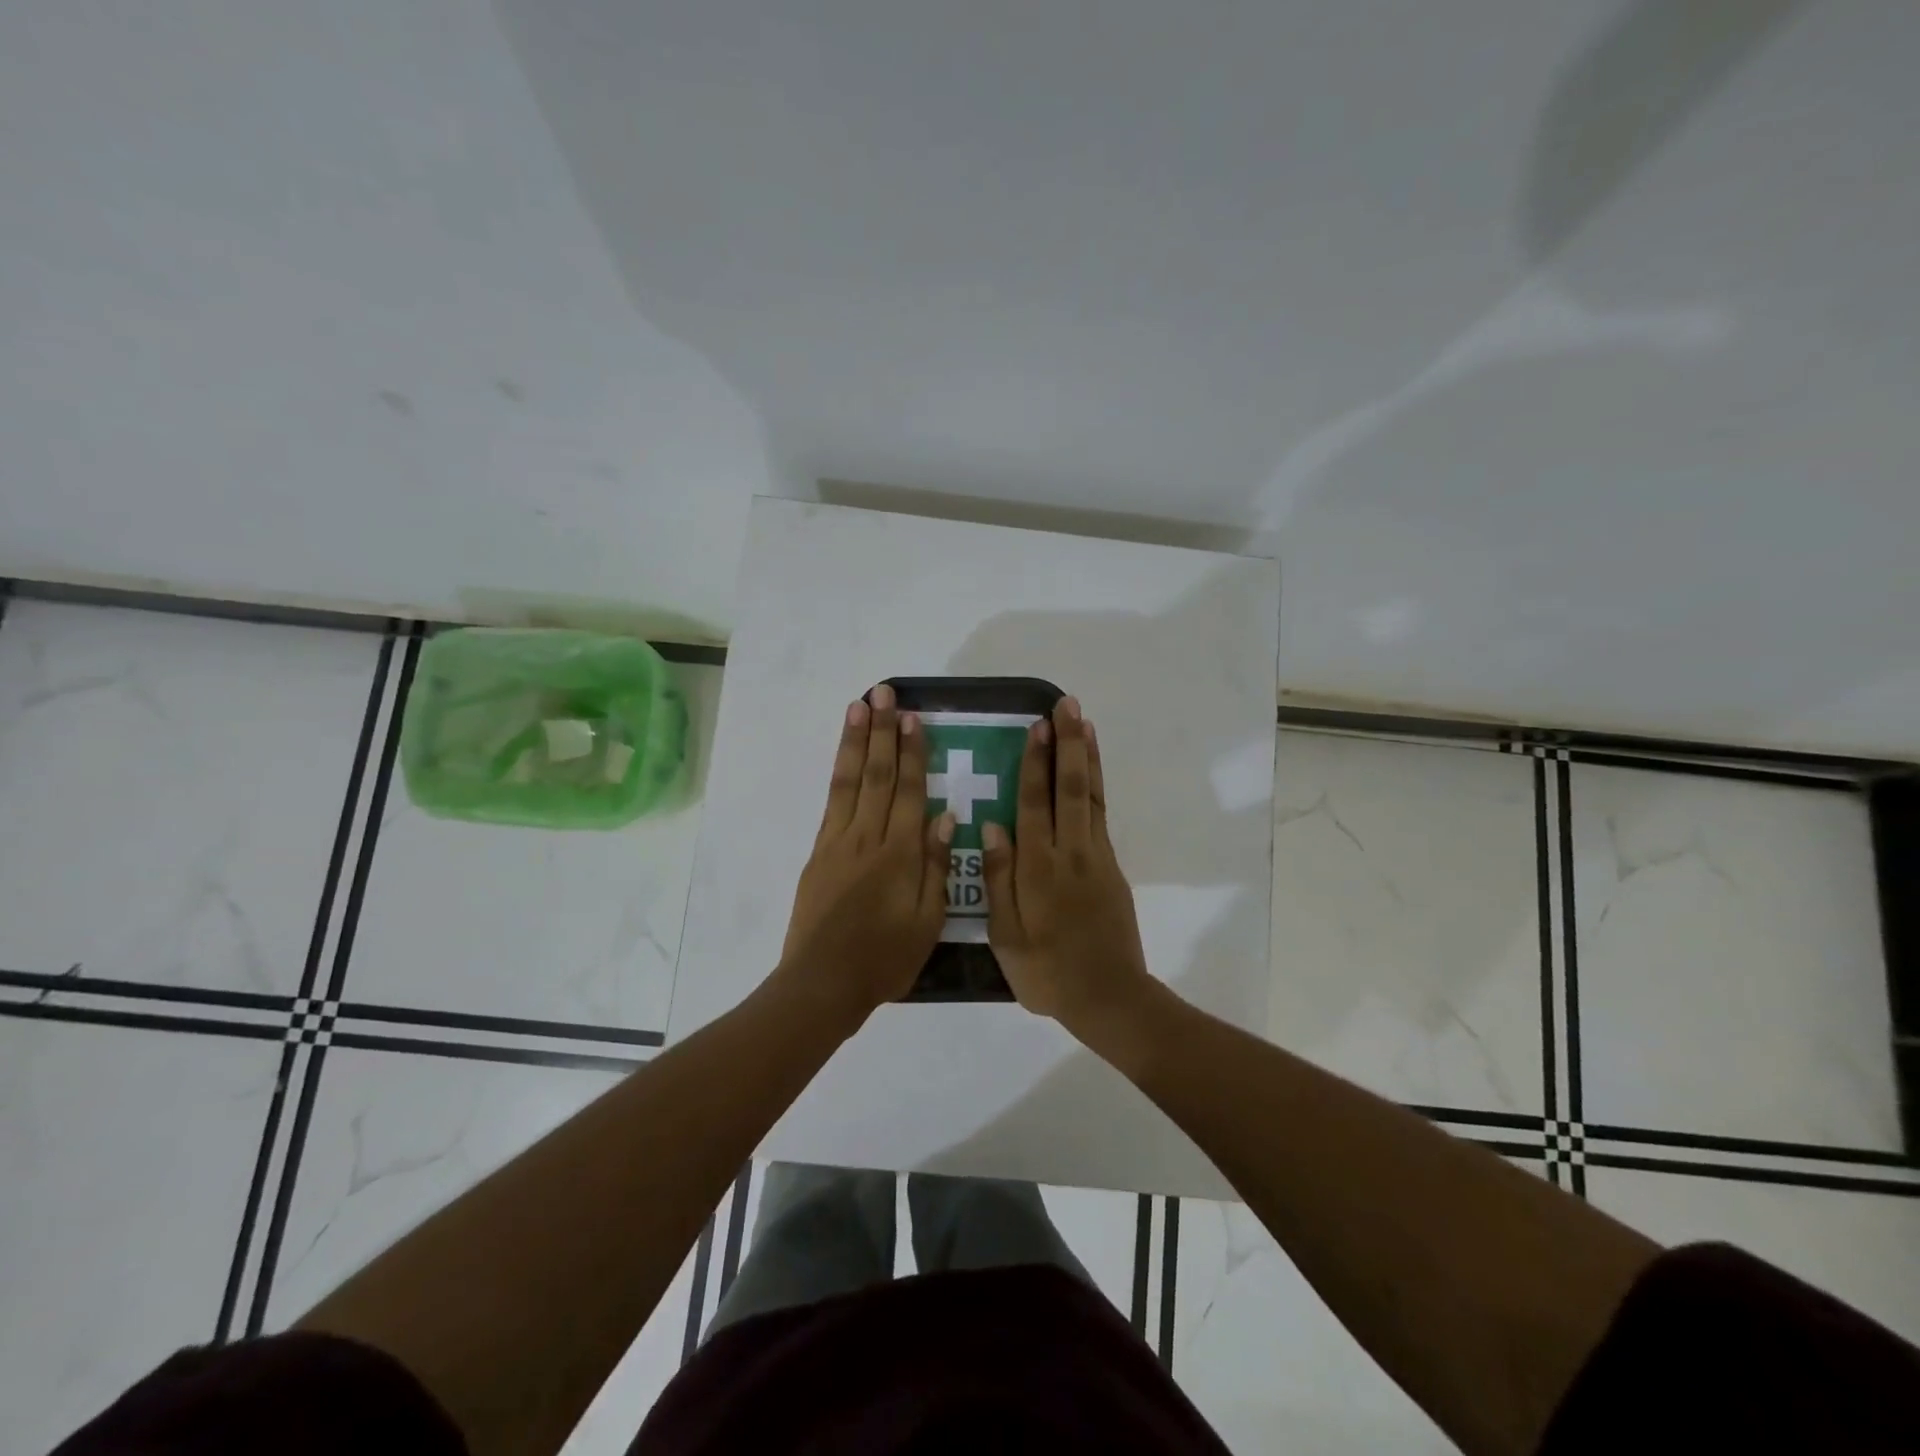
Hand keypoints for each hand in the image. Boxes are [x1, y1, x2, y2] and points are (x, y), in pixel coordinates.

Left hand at [776, 683, 954, 1027]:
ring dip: (855, 741)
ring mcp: (838, 842)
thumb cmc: (884, 959)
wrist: (822, 983)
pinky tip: (844, 756)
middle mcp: (867, 838)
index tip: (914, 718)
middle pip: (877, 775)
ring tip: (859, 706)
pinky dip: (838, 773)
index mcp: (899, 854)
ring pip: (849, 781)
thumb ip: (936, 865)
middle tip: (884, 693)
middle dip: (882, 731)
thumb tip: (946, 816)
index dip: (912, 752)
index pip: (908, 791)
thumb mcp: (928, 921)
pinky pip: (832, 802)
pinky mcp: (819, 853)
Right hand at [981, 695, 1152, 1035]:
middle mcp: (1070, 853)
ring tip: (1084, 722)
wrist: (1108, 997)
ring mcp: (1096, 857)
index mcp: (1038, 868)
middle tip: (1067, 706)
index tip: (1037, 726)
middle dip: (1068, 744)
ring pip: (1091, 796)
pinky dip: (1096, 785)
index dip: (1035, 763)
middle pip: (1070, 788)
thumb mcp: (1006, 935)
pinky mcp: (1112, 866)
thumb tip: (990, 825)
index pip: (1035, 804)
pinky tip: (1089, 770)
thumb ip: (997, 878)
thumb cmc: (1046, 972)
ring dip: (1087, 756)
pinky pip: (1101, 815)